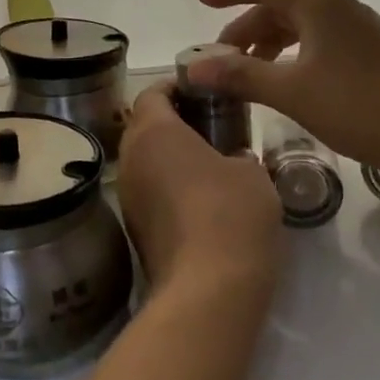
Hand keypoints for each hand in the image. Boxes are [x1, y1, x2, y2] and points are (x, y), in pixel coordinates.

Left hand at [118, 82, 281, 297]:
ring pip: (145, 162)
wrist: (207, 292)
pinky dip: (170, 187)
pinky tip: (203, 200)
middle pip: (144, 126)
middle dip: (175, 122)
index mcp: (153, 132)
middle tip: (214, 124)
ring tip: (212, 162)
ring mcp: (128, 198)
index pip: (152, 93)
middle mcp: (130, 159)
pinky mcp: (135, 230)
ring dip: (171, 157)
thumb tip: (231, 160)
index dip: (176, 87)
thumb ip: (238, 154)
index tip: (205, 90)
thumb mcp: (252, 173)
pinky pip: (150, 192)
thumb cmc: (231, 214)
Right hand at [191, 0, 379, 174]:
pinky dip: (293, 56)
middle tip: (221, 59)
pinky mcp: (372, 55)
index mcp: (319, 5)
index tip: (201, 2)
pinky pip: (320, 43)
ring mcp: (360, 31)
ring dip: (270, 44)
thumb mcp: (292, 91)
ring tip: (249, 74)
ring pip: (302, 27)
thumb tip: (194, 67)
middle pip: (281, 6)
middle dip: (246, 28)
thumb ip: (241, 76)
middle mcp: (340, 9)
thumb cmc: (360, 106)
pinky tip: (287, 84)